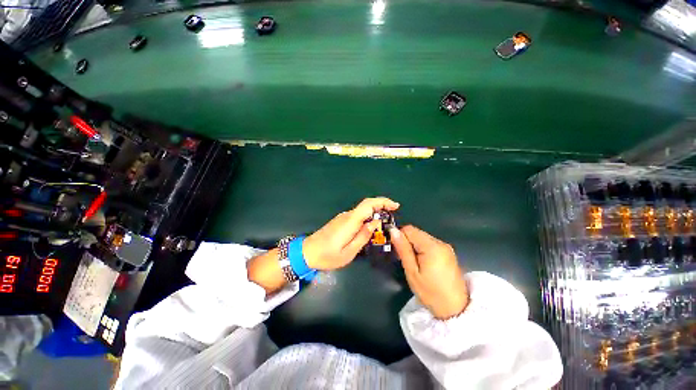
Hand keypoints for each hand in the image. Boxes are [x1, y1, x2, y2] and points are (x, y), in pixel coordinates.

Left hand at [303, 197, 399, 270]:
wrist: (307, 252)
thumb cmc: (328, 255)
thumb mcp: (349, 252)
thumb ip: (363, 236)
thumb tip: (375, 223)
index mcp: (350, 221)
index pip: (368, 204)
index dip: (383, 202)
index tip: (395, 206)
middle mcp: (347, 215)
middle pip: (366, 205)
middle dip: (382, 207)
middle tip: (393, 216)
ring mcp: (343, 217)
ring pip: (362, 211)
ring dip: (375, 213)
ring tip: (384, 225)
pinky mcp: (340, 221)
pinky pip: (357, 216)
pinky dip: (367, 218)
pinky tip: (370, 228)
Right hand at [390, 225, 469, 319]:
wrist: (456, 310)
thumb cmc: (431, 293)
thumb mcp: (412, 272)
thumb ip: (403, 249)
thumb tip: (393, 230)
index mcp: (432, 246)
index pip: (409, 229)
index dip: (399, 236)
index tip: (396, 250)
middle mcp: (440, 242)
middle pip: (416, 232)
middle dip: (407, 242)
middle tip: (404, 259)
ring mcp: (446, 247)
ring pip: (422, 237)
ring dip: (414, 246)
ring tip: (414, 263)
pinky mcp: (448, 252)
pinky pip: (430, 244)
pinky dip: (422, 249)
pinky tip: (423, 263)